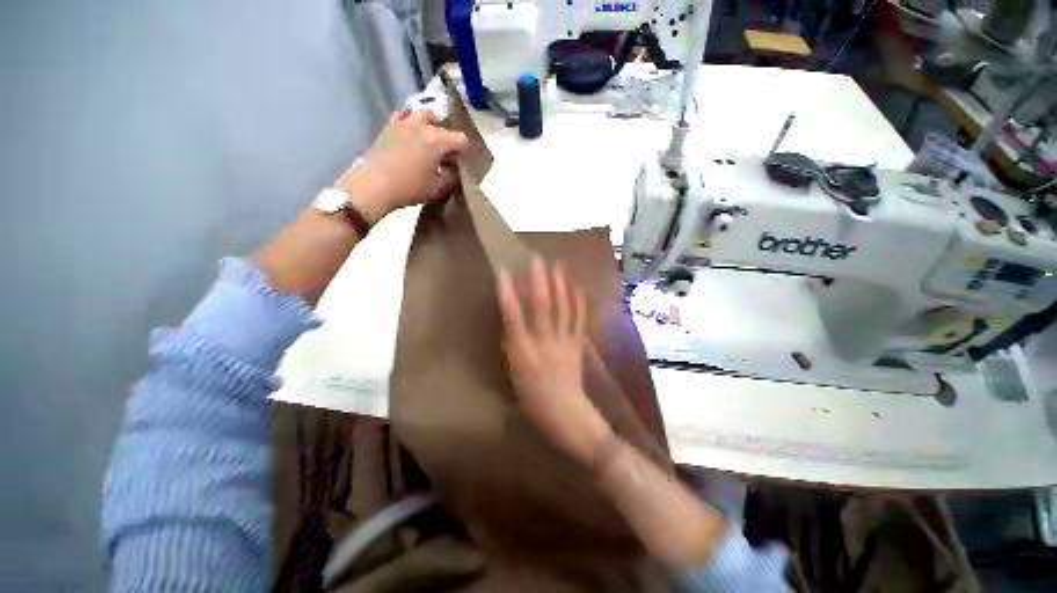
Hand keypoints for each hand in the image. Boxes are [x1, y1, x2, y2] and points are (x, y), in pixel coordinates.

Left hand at [336, 111, 469, 224]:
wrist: (373, 186)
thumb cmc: (409, 188)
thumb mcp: (438, 189)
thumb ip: (452, 179)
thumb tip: (455, 172)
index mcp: (437, 140)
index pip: (461, 139)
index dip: (466, 152)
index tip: (464, 164)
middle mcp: (422, 126)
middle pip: (443, 127)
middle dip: (449, 141)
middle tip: (448, 158)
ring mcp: (403, 123)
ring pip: (424, 117)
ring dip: (431, 127)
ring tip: (431, 142)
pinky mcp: (389, 127)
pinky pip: (404, 117)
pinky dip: (411, 123)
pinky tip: (411, 134)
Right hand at [498, 257, 612, 465]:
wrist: (566, 414)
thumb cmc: (533, 400)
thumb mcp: (514, 374)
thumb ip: (513, 346)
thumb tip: (513, 323)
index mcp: (524, 352)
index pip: (513, 317)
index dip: (507, 293)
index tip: (504, 273)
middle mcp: (544, 342)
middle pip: (542, 306)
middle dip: (539, 280)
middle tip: (538, 259)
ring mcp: (564, 341)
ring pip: (563, 308)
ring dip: (561, 285)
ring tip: (559, 265)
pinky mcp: (578, 344)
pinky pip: (579, 319)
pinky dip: (579, 302)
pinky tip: (578, 288)